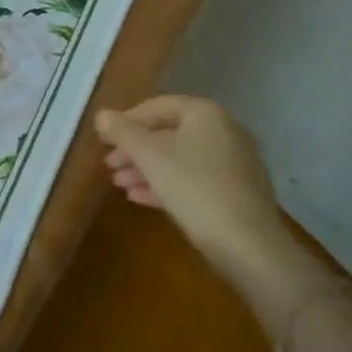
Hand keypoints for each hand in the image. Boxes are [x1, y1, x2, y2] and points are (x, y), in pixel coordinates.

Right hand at [96, 95, 297, 285]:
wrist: (248, 245)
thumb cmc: (194, 187)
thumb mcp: (150, 156)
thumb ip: (123, 132)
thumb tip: (102, 115)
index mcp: (206, 114)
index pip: (158, 106)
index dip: (127, 120)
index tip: (104, 139)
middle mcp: (224, 131)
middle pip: (169, 133)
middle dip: (136, 149)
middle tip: (109, 165)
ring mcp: (234, 163)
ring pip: (180, 158)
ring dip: (147, 169)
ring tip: (120, 185)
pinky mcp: (237, 193)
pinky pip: (195, 180)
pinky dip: (167, 185)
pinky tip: (142, 199)